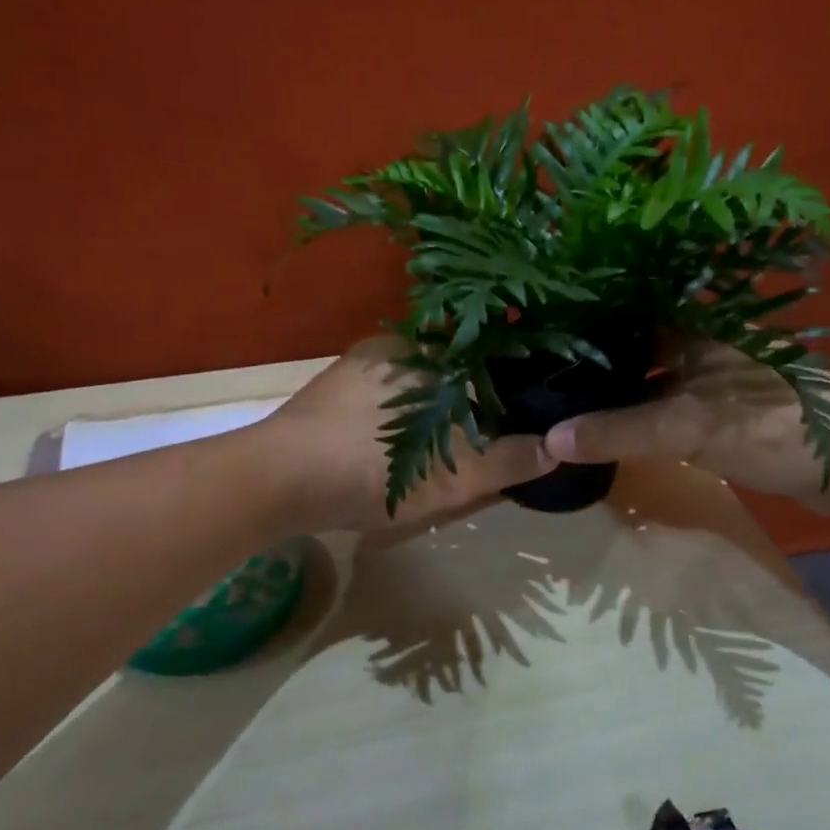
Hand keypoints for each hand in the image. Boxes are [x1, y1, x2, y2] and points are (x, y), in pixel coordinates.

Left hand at [263, 337, 555, 532]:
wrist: (273, 481)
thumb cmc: (368, 470)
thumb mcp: (448, 478)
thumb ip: (505, 462)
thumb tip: (555, 449)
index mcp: (424, 353)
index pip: (483, 349)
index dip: (510, 374)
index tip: (528, 400)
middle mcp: (392, 347)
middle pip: (452, 365)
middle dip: (474, 392)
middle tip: (493, 428)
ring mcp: (357, 367)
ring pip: (417, 380)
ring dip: (438, 402)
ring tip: (454, 437)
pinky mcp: (331, 390)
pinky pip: (386, 393)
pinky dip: (405, 411)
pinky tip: (404, 441)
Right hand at [543, 338, 829, 514]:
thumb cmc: (772, 423)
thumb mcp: (688, 425)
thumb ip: (619, 431)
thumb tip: (548, 441)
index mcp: (688, 324)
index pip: (617, 315)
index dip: (575, 330)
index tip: (528, 348)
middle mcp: (693, 342)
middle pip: (627, 352)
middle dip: (585, 370)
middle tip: (532, 386)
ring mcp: (706, 379)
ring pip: (644, 383)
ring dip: (609, 399)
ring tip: (555, 410)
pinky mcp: (716, 414)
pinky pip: (661, 411)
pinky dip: (635, 422)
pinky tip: (604, 436)